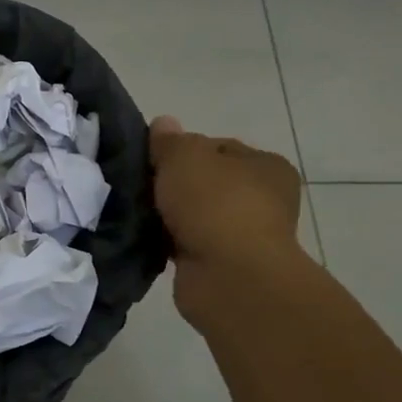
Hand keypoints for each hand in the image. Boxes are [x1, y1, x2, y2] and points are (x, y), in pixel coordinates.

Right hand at [149, 116, 303, 317]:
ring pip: (193, 215)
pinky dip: (167, 241)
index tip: (153, 159)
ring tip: (135, 211)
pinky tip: (143, 237)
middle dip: (172, 185)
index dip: (183, 149)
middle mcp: (263, 200)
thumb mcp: (185, 157)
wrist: (230, 277)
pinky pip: (185, 243)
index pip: (218, 147)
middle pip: (204, 182)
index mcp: (266, 166)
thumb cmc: (215, 205)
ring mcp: (243, 236)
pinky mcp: (221, 265)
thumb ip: (170, 141)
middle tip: (139, 185)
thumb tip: (163, 124)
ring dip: (168, 215)